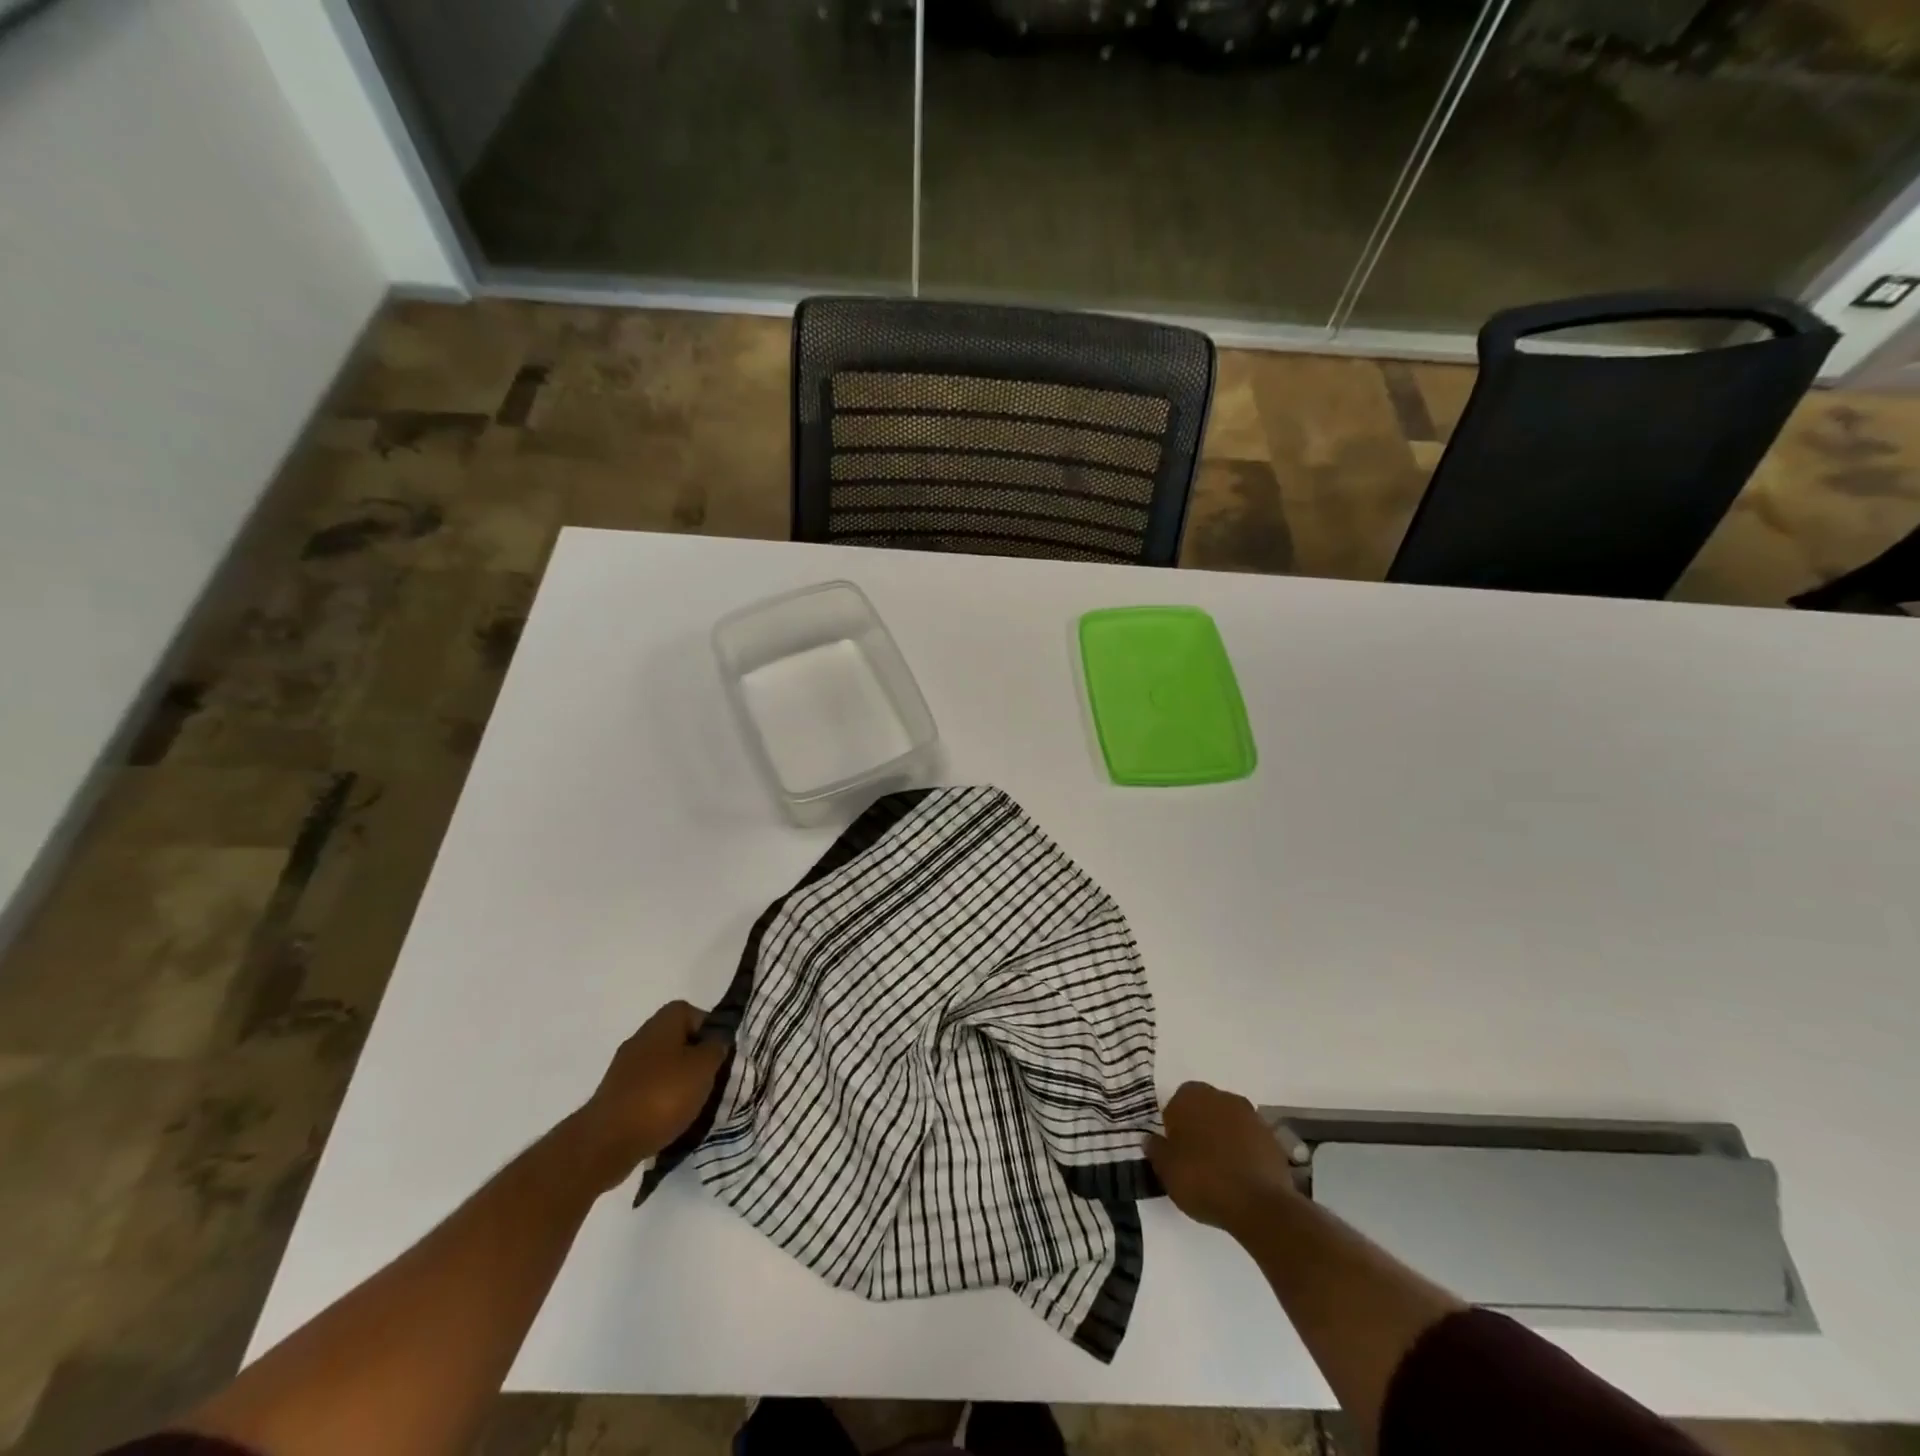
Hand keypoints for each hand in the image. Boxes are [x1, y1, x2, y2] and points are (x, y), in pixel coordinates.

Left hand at [567, 1001, 729, 1192]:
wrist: (607, 1142)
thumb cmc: (662, 1096)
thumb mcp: (704, 1067)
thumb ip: (716, 1047)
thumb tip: (717, 1040)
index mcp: (663, 1023)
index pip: (693, 1013)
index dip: (710, 1030)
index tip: (720, 1054)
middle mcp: (642, 1038)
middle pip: (677, 1040)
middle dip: (695, 1060)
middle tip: (711, 1081)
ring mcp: (625, 1068)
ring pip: (663, 1067)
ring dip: (679, 1083)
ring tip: (694, 1106)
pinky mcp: (615, 1096)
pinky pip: (647, 1091)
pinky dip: (660, 1102)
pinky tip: (669, 1121)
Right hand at [1146, 1081, 1297, 1234]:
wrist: (1259, 1205)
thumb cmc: (1203, 1180)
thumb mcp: (1166, 1169)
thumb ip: (1155, 1149)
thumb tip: (1151, 1139)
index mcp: (1191, 1096)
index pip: (1177, 1102)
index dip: (1174, 1125)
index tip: (1175, 1149)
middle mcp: (1222, 1097)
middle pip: (1205, 1108)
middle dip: (1200, 1127)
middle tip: (1195, 1159)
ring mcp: (1251, 1116)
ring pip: (1229, 1122)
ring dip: (1224, 1138)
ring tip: (1220, 1171)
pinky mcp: (1272, 1138)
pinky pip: (1250, 1140)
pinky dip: (1244, 1152)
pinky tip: (1241, 1177)